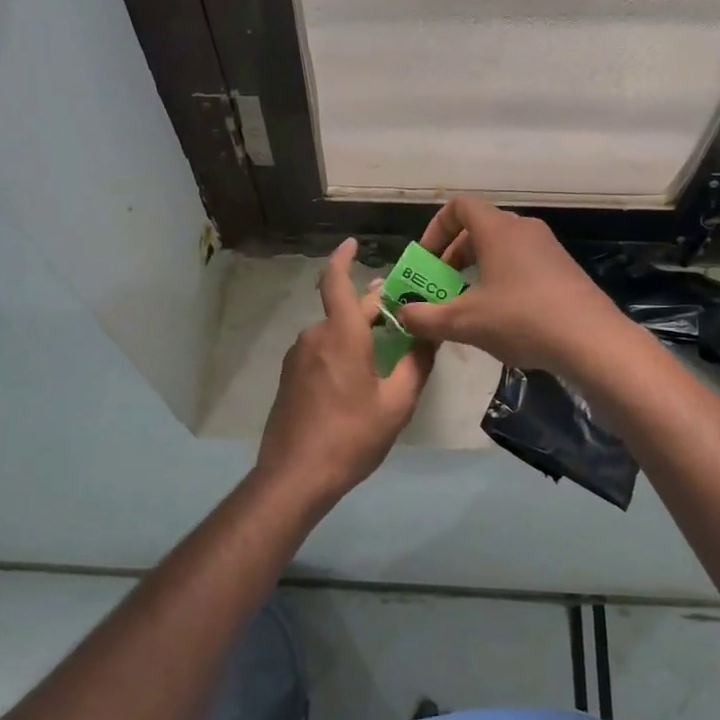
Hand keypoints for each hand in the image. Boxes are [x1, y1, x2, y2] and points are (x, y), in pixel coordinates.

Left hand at [254, 238, 433, 506]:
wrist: (295, 476)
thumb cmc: (351, 437)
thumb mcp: (396, 404)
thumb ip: (417, 365)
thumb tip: (430, 336)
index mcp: (341, 335)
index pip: (336, 282)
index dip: (342, 258)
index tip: (353, 244)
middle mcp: (315, 337)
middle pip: (344, 310)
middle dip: (372, 307)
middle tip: (401, 310)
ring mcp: (298, 357)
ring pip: (332, 332)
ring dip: (357, 332)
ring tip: (385, 349)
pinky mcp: (289, 377)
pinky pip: (320, 351)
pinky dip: (341, 350)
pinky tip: (358, 376)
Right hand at [395, 198, 629, 377]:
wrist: (592, 341)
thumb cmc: (522, 319)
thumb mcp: (464, 322)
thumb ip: (426, 317)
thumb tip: (402, 314)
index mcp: (498, 230)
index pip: (459, 207)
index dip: (435, 229)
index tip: (426, 260)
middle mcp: (524, 229)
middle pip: (479, 229)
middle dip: (453, 255)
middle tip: (441, 286)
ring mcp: (548, 249)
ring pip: (502, 248)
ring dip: (478, 270)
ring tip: (468, 304)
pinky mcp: (564, 271)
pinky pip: (523, 264)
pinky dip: (503, 280)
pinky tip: (502, 317)